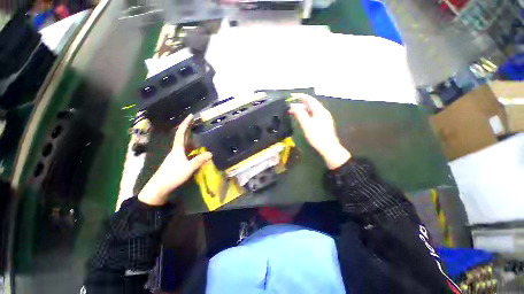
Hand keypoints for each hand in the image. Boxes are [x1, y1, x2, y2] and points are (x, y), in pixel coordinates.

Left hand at [138, 114, 211, 205]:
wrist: (159, 187)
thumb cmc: (173, 175)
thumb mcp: (189, 167)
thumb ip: (200, 160)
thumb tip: (211, 153)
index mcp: (178, 149)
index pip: (182, 133)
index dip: (186, 124)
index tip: (191, 116)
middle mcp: (177, 150)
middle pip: (183, 137)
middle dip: (189, 129)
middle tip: (196, 123)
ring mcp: (177, 157)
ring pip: (185, 145)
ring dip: (192, 139)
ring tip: (200, 135)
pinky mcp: (177, 162)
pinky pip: (187, 152)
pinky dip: (193, 149)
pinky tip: (198, 151)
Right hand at [289, 94, 350, 169]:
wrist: (328, 148)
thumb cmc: (317, 136)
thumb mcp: (306, 125)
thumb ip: (299, 114)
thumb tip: (292, 105)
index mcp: (320, 110)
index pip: (309, 99)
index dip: (300, 96)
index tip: (292, 96)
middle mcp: (323, 112)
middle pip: (311, 104)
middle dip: (300, 105)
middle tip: (290, 108)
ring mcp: (324, 117)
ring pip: (312, 110)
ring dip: (303, 110)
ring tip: (294, 113)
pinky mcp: (323, 123)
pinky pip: (314, 115)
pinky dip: (306, 115)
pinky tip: (302, 118)